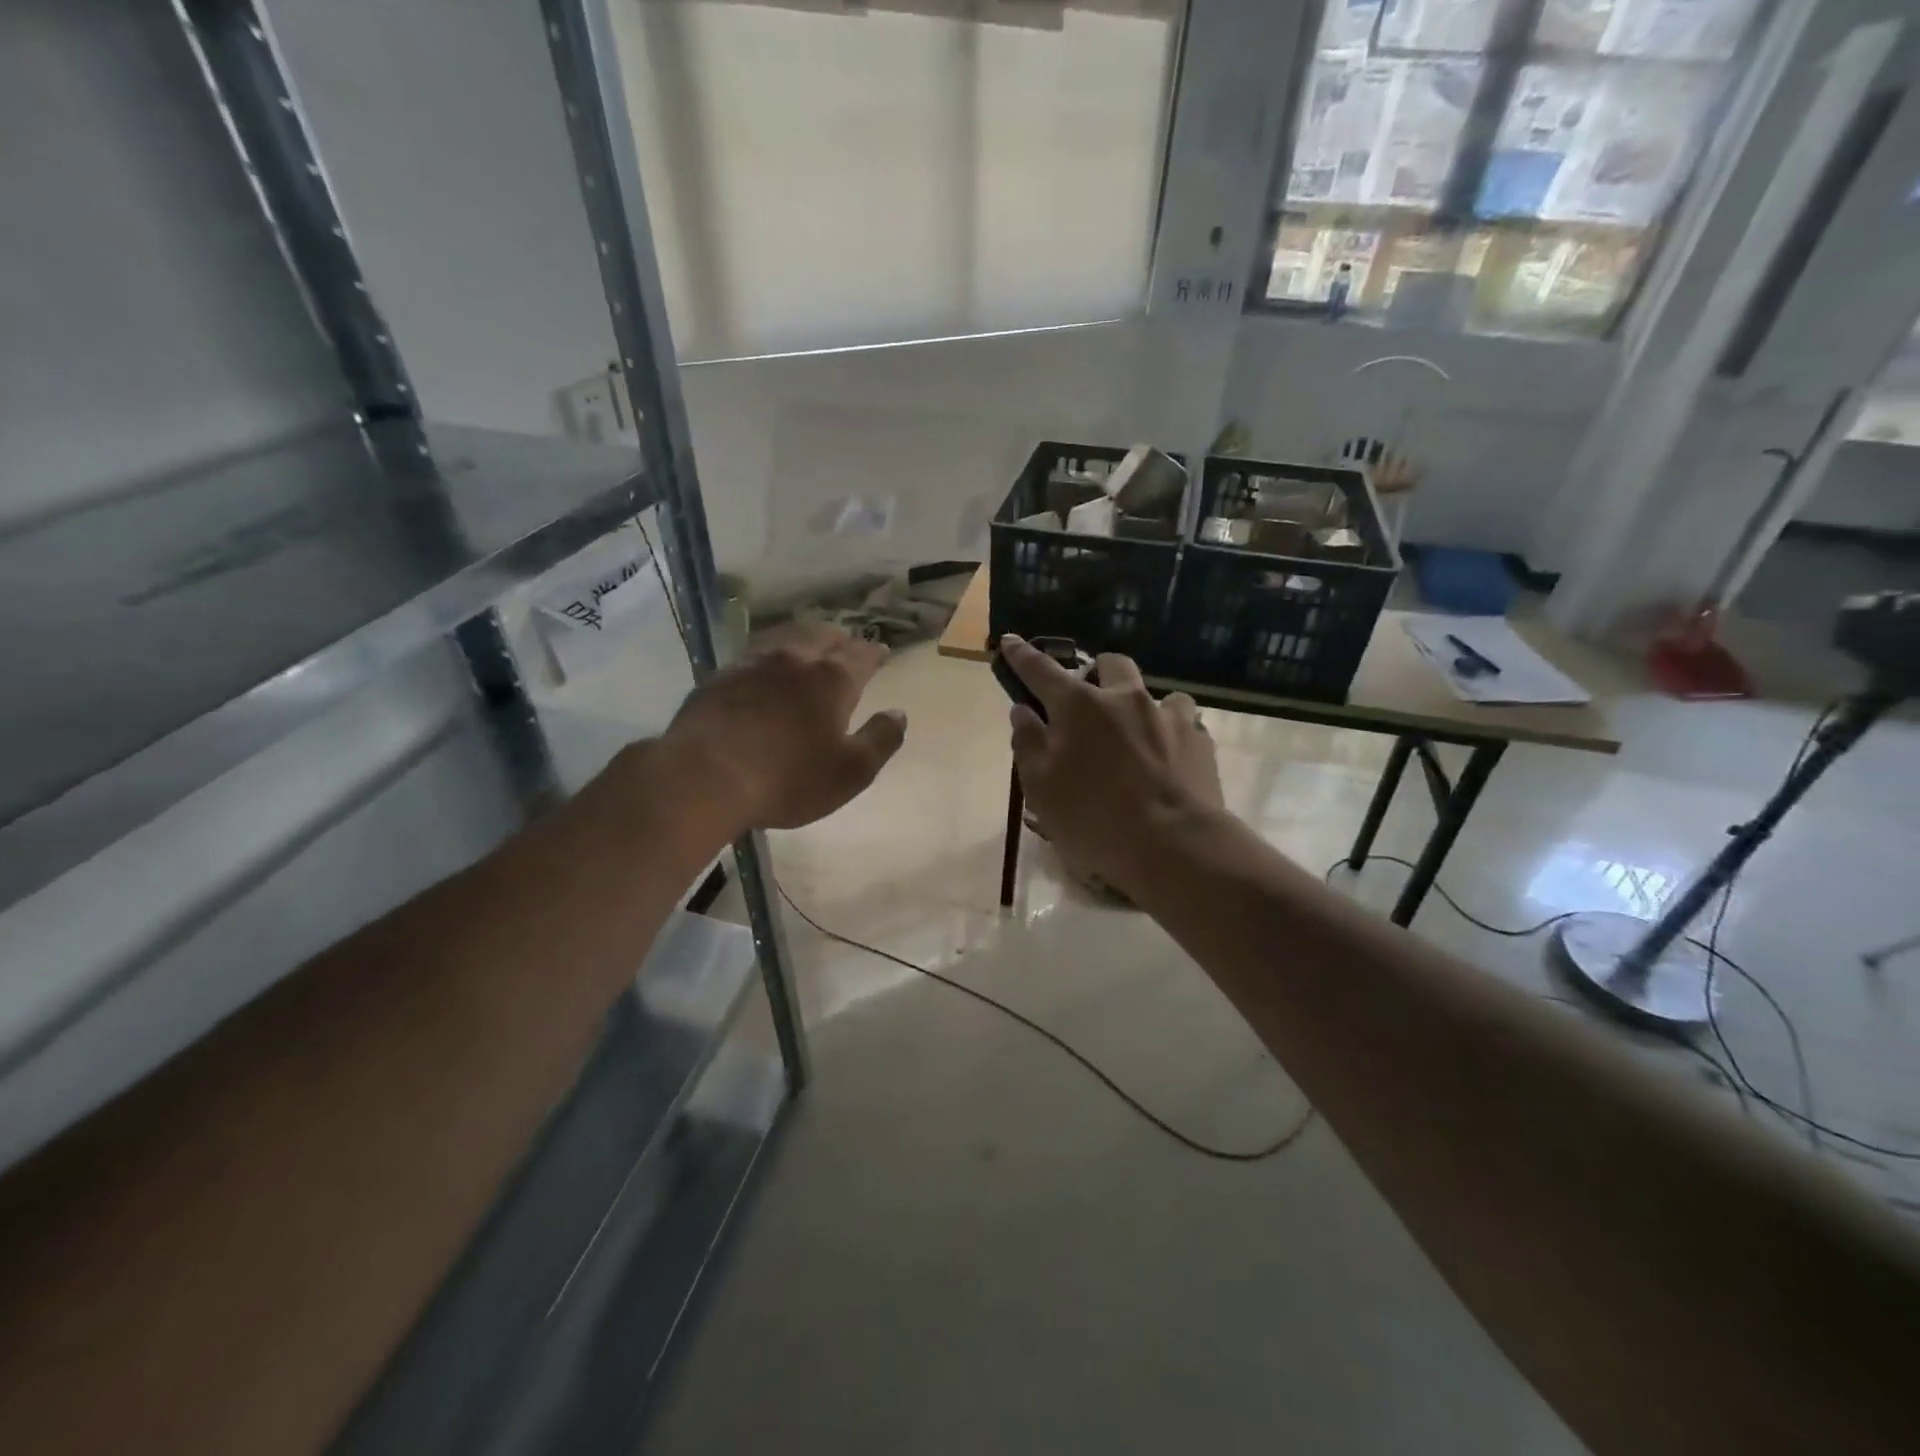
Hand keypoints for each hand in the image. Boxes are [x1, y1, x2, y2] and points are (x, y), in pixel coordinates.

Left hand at [656, 626, 906, 835]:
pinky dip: (766, 660)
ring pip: (785, 640)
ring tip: (807, 649)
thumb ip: (881, 739)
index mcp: (832, 680)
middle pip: (823, 638)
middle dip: (840, 640)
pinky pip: (752, 658)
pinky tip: (762, 672)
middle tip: (846, 645)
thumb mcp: (850, 772)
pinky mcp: (719, 677)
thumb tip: (899, 713)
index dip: (874, 652)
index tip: (881, 651)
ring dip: (802, 642)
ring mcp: (752, 664)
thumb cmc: (787, 779)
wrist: (704, 778)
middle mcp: (795, 660)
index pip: (862, 655)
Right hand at [1002, 635, 1224, 898]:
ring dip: (1140, 704)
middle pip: (1110, 664)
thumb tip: (1024, 710)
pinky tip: (1168, 757)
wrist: (1174, 845)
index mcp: (1079, 706)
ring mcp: (1167, 715)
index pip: (1041, 670)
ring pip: (1154, 692)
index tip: (1012, 642)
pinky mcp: (1199, 739)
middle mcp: (1125, 698)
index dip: (1022, 655)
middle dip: (1096, 672)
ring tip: (1136, 733)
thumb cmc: (1094, 819)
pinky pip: (1183, 722)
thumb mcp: (1041, 788)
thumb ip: (1028, 743)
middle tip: (1088, 700)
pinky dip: (1170, 732)